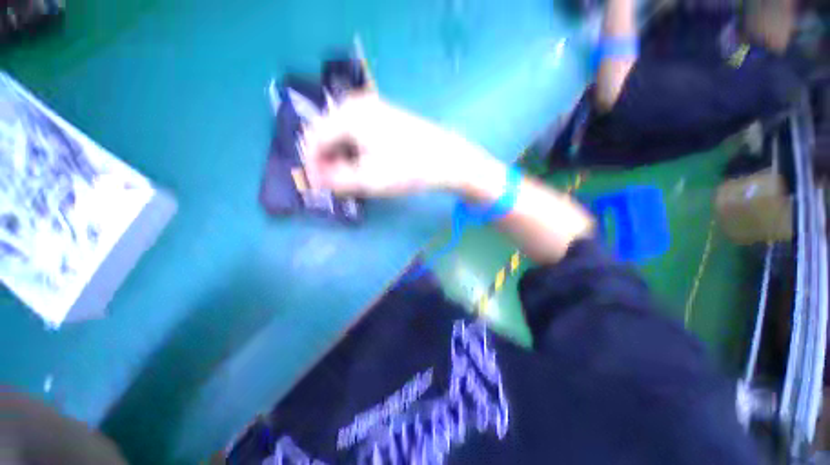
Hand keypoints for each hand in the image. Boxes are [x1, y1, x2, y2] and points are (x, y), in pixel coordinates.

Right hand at [302, 94, 481, 196]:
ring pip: (343, 135)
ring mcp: (373, 109)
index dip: (312, 165)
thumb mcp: (368, 179)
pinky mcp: (385, 117)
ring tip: (351, 179)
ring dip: (342, 158)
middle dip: (327, 162)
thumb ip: (335, 180)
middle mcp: (356, 104)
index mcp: (348, 114)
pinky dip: (356, 152)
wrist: (447, 159)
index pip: (314, 139)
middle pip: (327, 135)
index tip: (317, 187)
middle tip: (336, 185)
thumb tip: (314, 179)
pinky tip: (365, 166)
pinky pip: (359, 134)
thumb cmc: (408, 168)